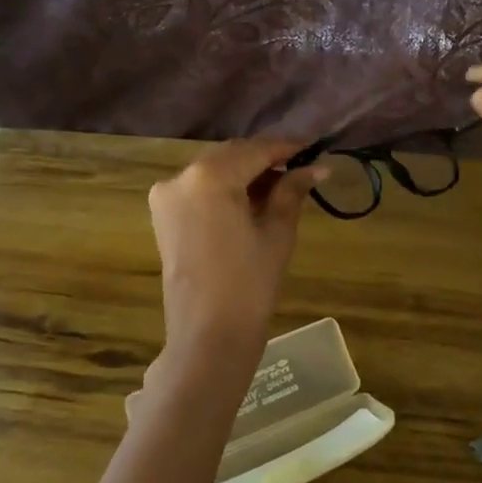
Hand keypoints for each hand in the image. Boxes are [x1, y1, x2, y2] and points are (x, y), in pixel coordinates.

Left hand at [147, 139, 325, 374]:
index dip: (288, 147)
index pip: (256, 149)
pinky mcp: (164, 216)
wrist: (208, 336)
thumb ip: (292, 191)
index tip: (315, 148)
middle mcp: (180, 177)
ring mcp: (166, 196)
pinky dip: (226, 188)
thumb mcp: (277, 231)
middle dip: (266, 159)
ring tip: (282, 186)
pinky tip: (253, 200)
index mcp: (210, 176)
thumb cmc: (250, 283)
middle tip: (302, 168)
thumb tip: (317, 166)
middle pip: (232, 155)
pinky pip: (200, 189)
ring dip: (246, 173)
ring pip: (215, 170)